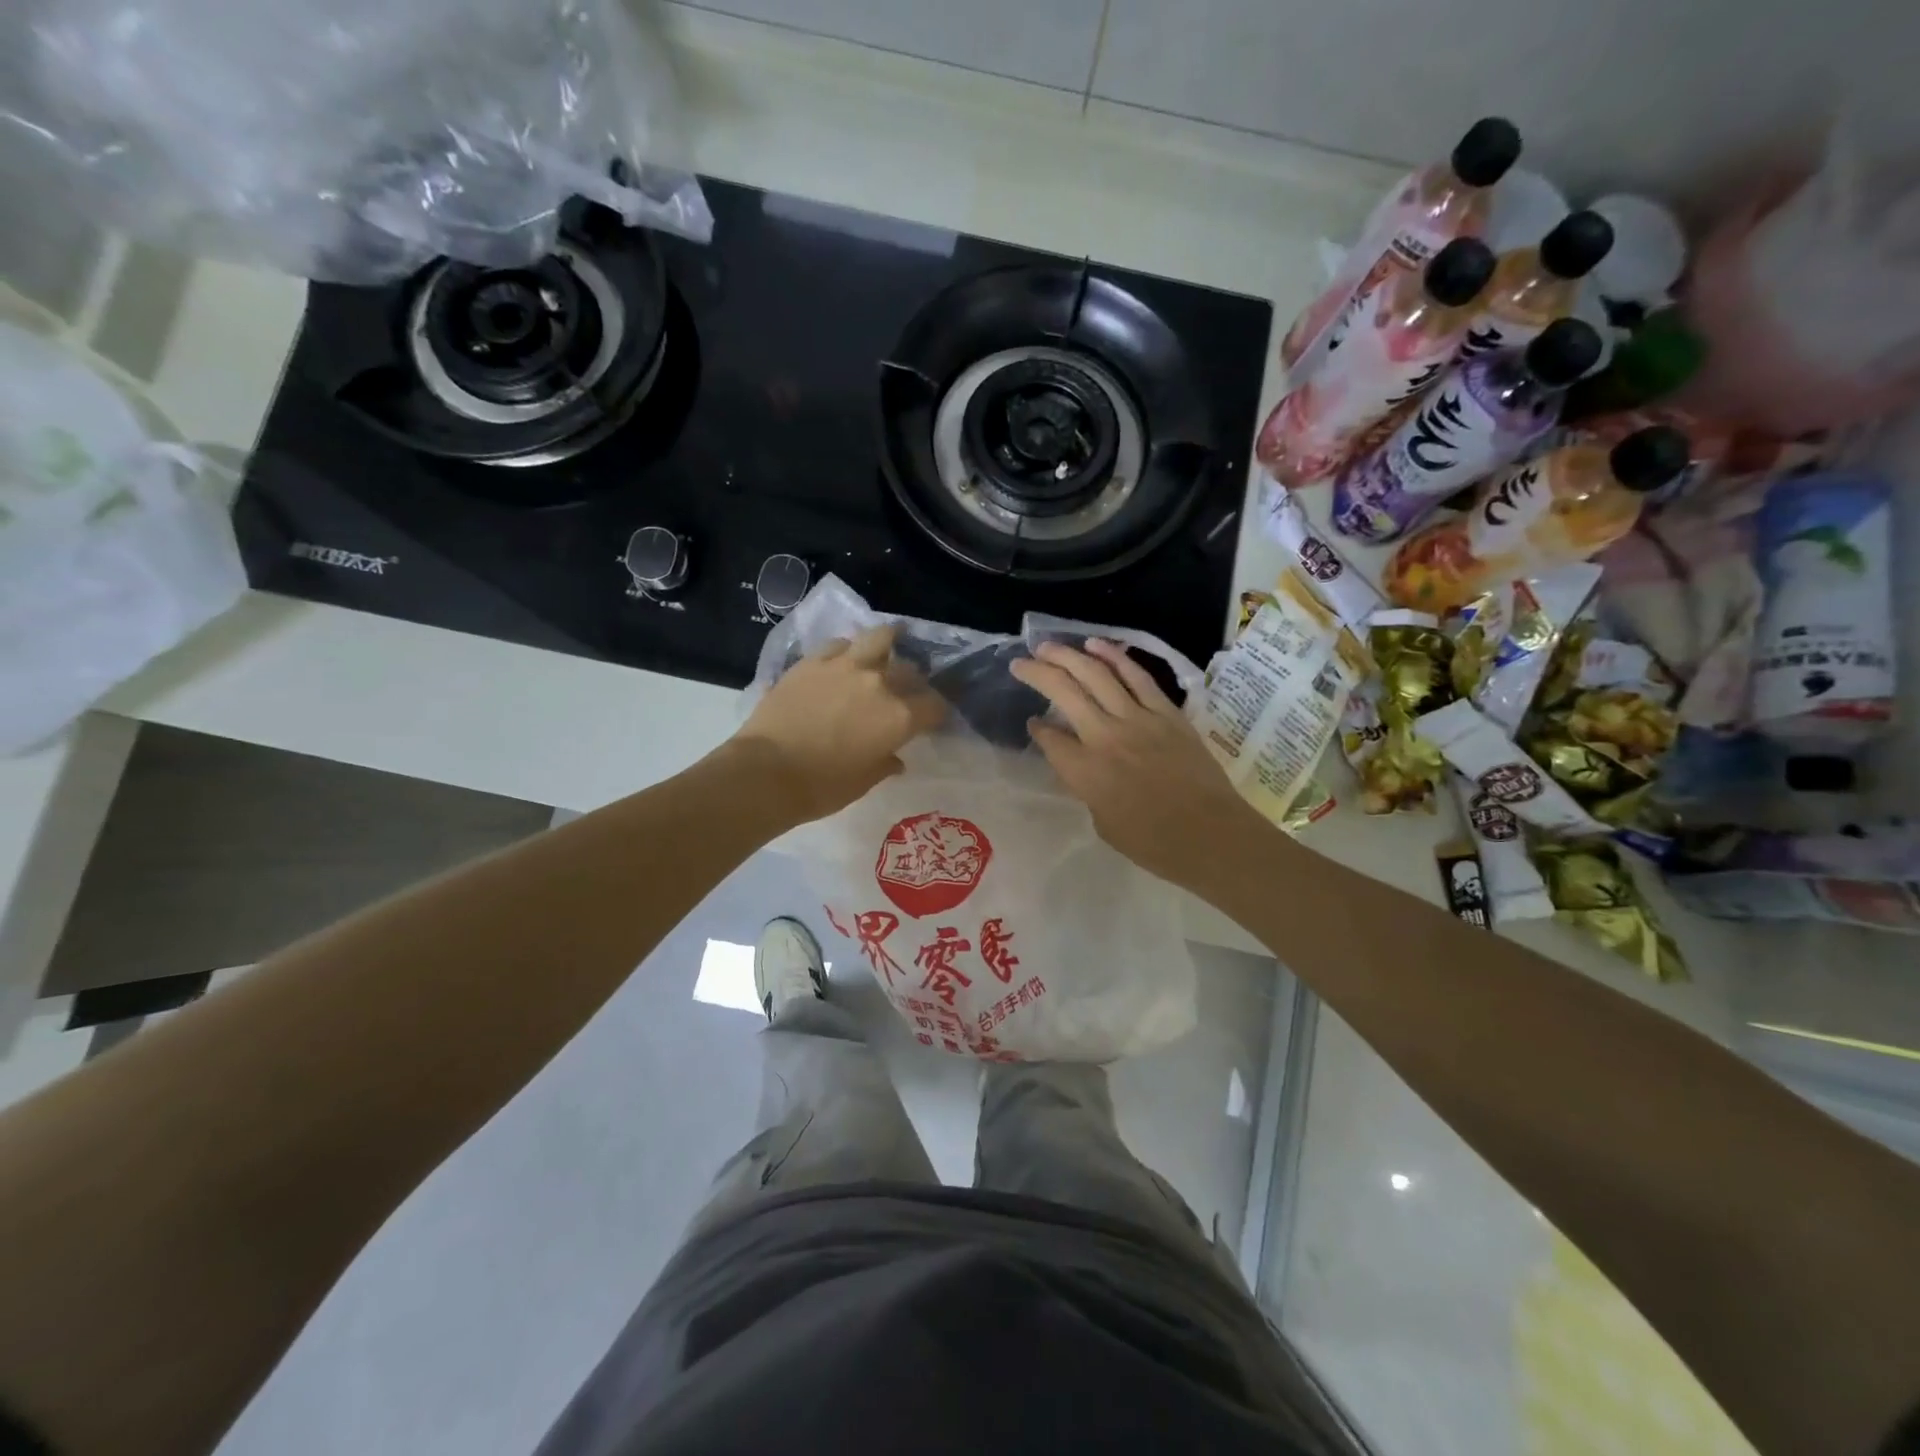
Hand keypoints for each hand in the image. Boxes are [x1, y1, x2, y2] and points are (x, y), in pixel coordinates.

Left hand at [733, 624, 946, 823]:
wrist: (767, 772)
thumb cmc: (822, 787)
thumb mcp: (864, 781)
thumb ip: (885, 763)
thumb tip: (895, 759)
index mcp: (899, 717)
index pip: (934, 706)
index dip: (936, 713)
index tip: (931, 720)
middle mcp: (879, 684)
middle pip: (909, 671)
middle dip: (913, 681)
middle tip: (906, 690)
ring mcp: (845, 666)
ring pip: (879, 638)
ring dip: (888, 642)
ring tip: (887, 646)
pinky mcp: (813, 661)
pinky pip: (839, 645)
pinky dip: (848, 650)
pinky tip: (844, 659)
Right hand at [1010, 639, 1268, 888]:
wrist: (1211, 834)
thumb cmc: (1153, 844)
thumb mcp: (1103, 823)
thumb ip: (1086, 788)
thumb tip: (1081, 766)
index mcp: (1085, 772)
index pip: (1050, 739)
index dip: (1038, 729)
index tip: (1034, 723)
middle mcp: (1105, 737)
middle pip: (1064, 692)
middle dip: (1038, 673)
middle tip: (1020, 662)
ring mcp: (1138, 719)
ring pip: (1097, 675)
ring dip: (1068, 656)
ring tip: (1048, 645)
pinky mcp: (1167, 713)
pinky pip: (1136, 676)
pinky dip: (1114, 657)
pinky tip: (1096, 645)